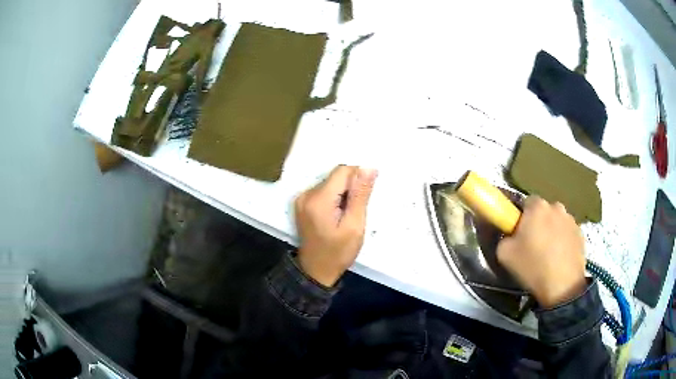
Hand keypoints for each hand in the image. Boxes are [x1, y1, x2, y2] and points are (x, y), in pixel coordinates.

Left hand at [295, 165, 377, 286]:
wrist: (315, 271)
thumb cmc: (337, 253)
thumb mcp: (354, 226)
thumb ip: (360, 195)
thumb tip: (368, 168)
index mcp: (318, 199)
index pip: (342, 171)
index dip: (358, 179)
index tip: (365, 197)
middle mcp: (306, 194)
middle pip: (335, 177)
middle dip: (350, 189)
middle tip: (355, 212)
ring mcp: (302, 198)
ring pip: (331, 183)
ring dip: (343, 194)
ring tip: (346, 215)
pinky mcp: (302, 203)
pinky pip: (323, 191)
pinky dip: (334, 199)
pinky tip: (337, 215)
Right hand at [497, 196, 585, 307]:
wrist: (562, 286)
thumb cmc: (533, 266)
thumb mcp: (504, 254)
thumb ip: (504, 238)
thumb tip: (510, 236)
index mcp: (537, 206)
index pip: (526, 202)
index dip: (521, 218)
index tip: (519, 235)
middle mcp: (556, 206)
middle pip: (543, 212)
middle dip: (538, 224)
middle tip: (532, 245)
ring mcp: (571, 220)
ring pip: (556, 222)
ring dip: (552, 232)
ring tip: (548, 254)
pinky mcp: (581, 234)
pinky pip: (567, 233)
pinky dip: (563, 241)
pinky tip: (559, 259)